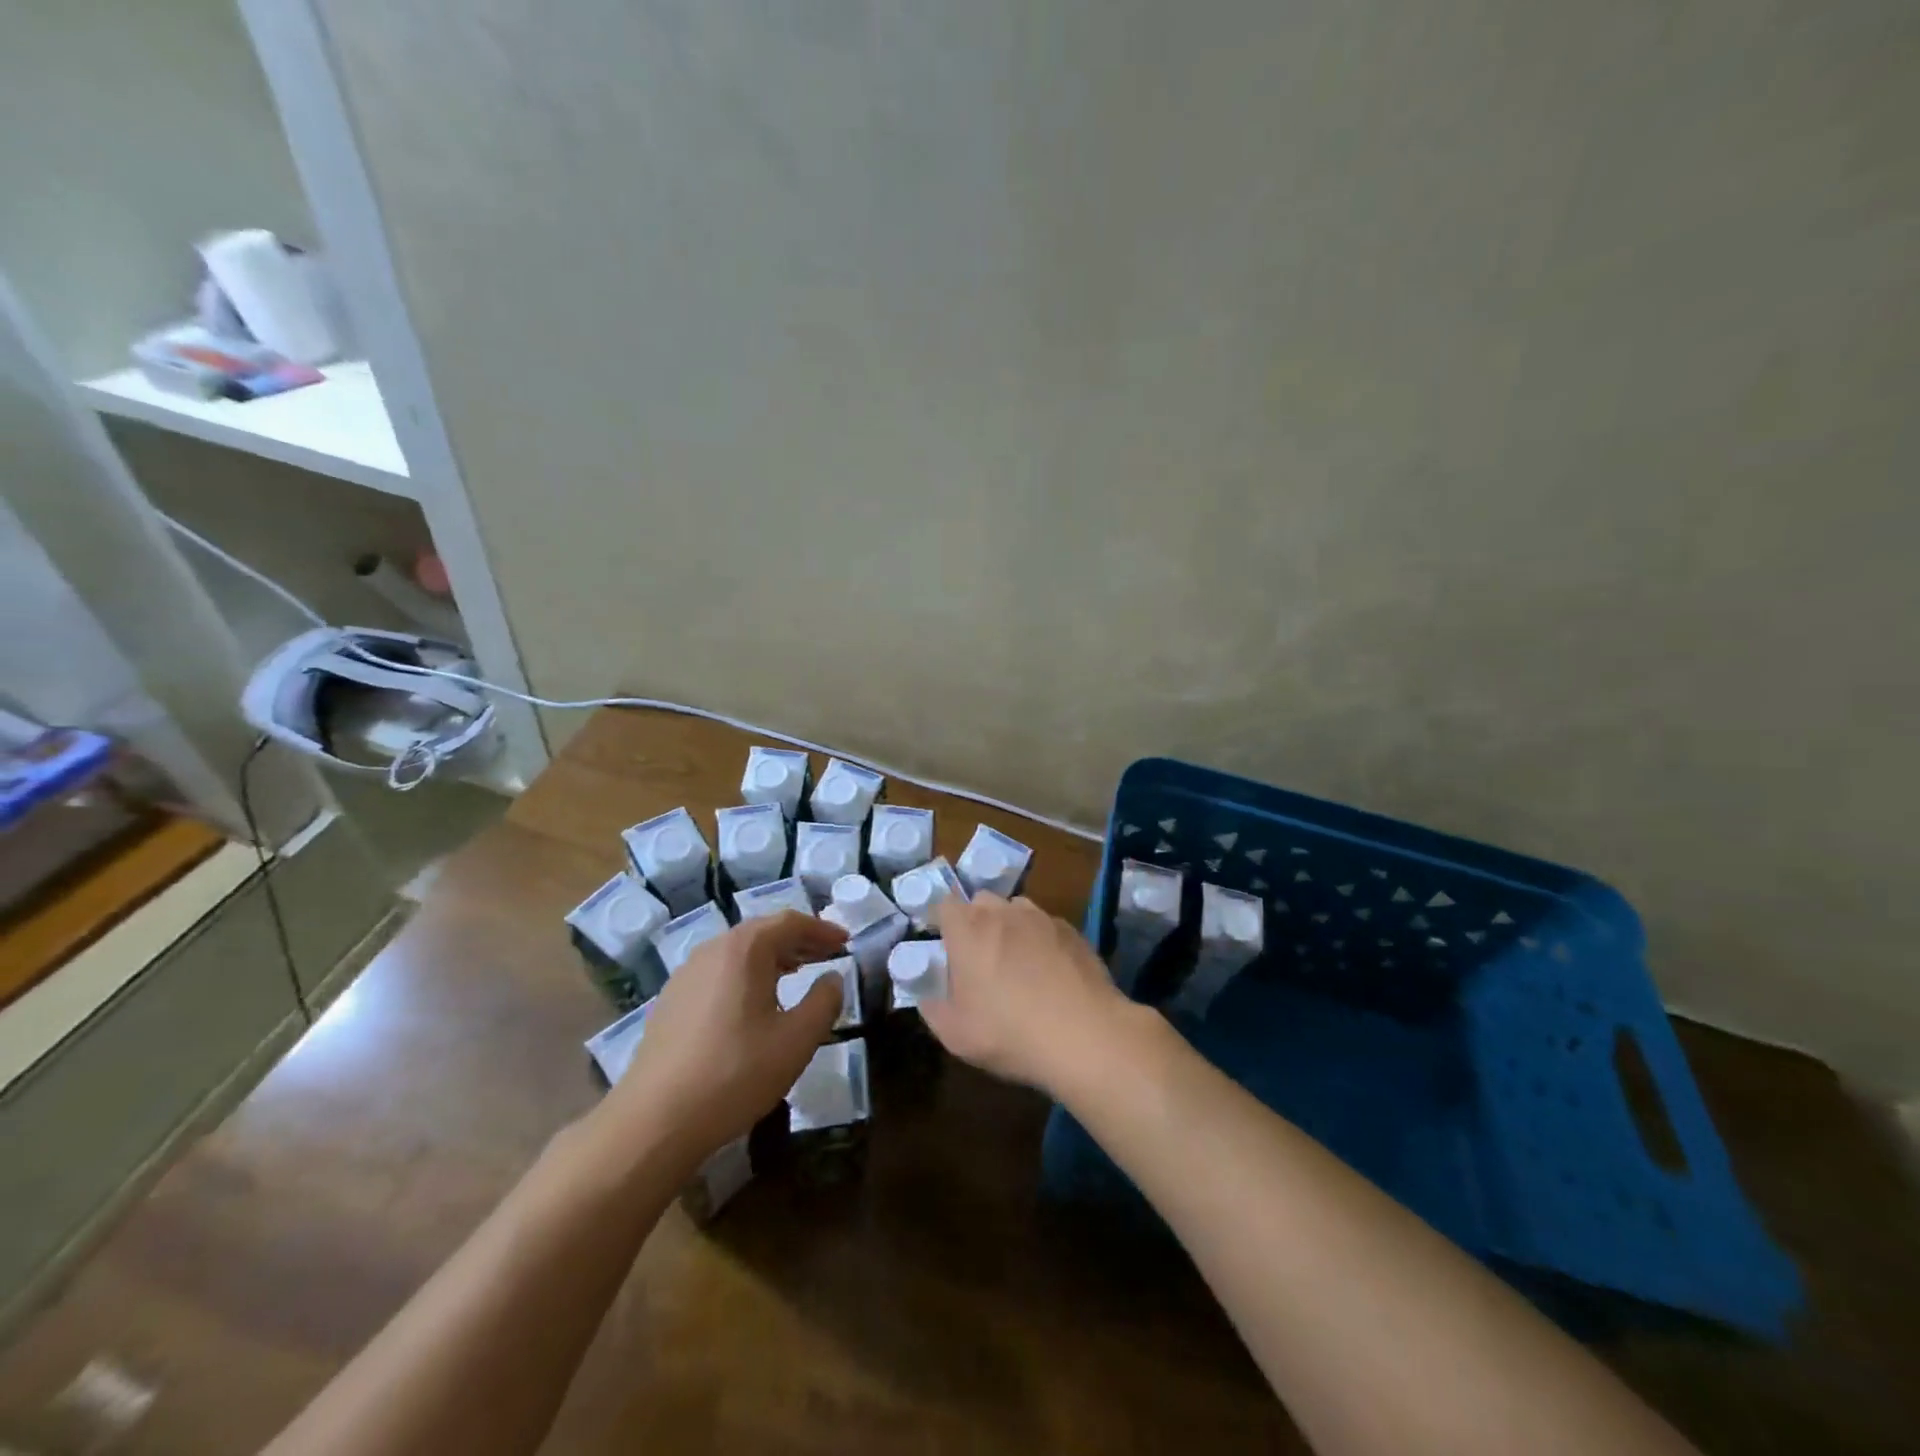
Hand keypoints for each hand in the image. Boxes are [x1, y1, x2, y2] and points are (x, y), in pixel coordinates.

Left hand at [596, 912, 846, 1164]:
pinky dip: (747, 975)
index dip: (822, 929)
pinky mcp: (671, 1001)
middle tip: (827, 955)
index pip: (791, 922)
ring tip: (796, 974)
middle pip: (763, 932)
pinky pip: (719, 972)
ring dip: (772, 957)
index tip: (845, 942)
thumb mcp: (796, 1040)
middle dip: (798, 941)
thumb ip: (824, 1002)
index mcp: (745, 949)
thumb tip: (833, 978)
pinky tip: (754, 1003)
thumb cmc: (735, 1073)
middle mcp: (713, 950)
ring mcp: (686, 974)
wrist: (655, 1121)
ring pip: (739, 952)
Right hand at [921, 893, 1132, 1096]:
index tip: (945, 945)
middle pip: (982, 901)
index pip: (945, 905)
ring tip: (1017, 961)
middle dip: (976, 921)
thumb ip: (933, 1009)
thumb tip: (928, 997)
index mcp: (968, 930)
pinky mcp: (1072, 931)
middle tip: (979, 957)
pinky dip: (1042, 940)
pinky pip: (1047, 925)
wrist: (1085, 1035)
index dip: (942, 922)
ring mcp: (1041, 918)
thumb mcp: (956, 1035)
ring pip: (1017, 908)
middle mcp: (1003, 913)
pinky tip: (1051, 972)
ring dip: (1010, 926)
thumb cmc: (1009, 1032)